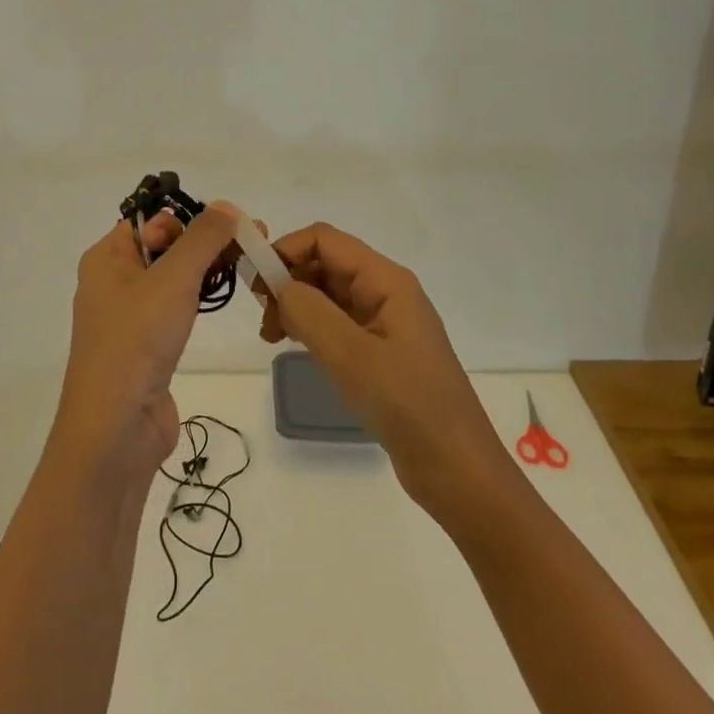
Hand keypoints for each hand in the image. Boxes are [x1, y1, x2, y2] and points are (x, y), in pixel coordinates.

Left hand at [52, 202, 241, 483]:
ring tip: (246, 263)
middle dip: (204, 242)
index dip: (187, 218)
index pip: (149, 220)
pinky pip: (175, 309)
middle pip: (163, 247)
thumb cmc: (137, 340)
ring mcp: (129, 317)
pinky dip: (198, 300)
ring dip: (205, 269)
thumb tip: (226, 205)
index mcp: (106, 258)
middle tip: (250, 241)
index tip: (230, 225)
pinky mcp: (147, 347)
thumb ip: (203, 239)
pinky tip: (222, 299)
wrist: (116, 429)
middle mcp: (113, 282)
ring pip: (172, 279)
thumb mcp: (173, 278)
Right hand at [260, 223, 506, 518]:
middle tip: (261, 318)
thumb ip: (308, 311)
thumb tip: (277, 283)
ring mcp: (384, 322)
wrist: (459, 472)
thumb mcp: (351, 355)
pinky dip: (309, 326)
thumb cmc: (408, 405)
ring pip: (327, 293)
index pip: (324, 240)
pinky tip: (294, 346)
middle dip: (287, 279)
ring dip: (294, 304)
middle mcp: (385, 291)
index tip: (254, 284)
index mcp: (386, 280)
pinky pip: (336, 321)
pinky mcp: (380, 351)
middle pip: (324, 262)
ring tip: (271, 337)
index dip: (285, 250)